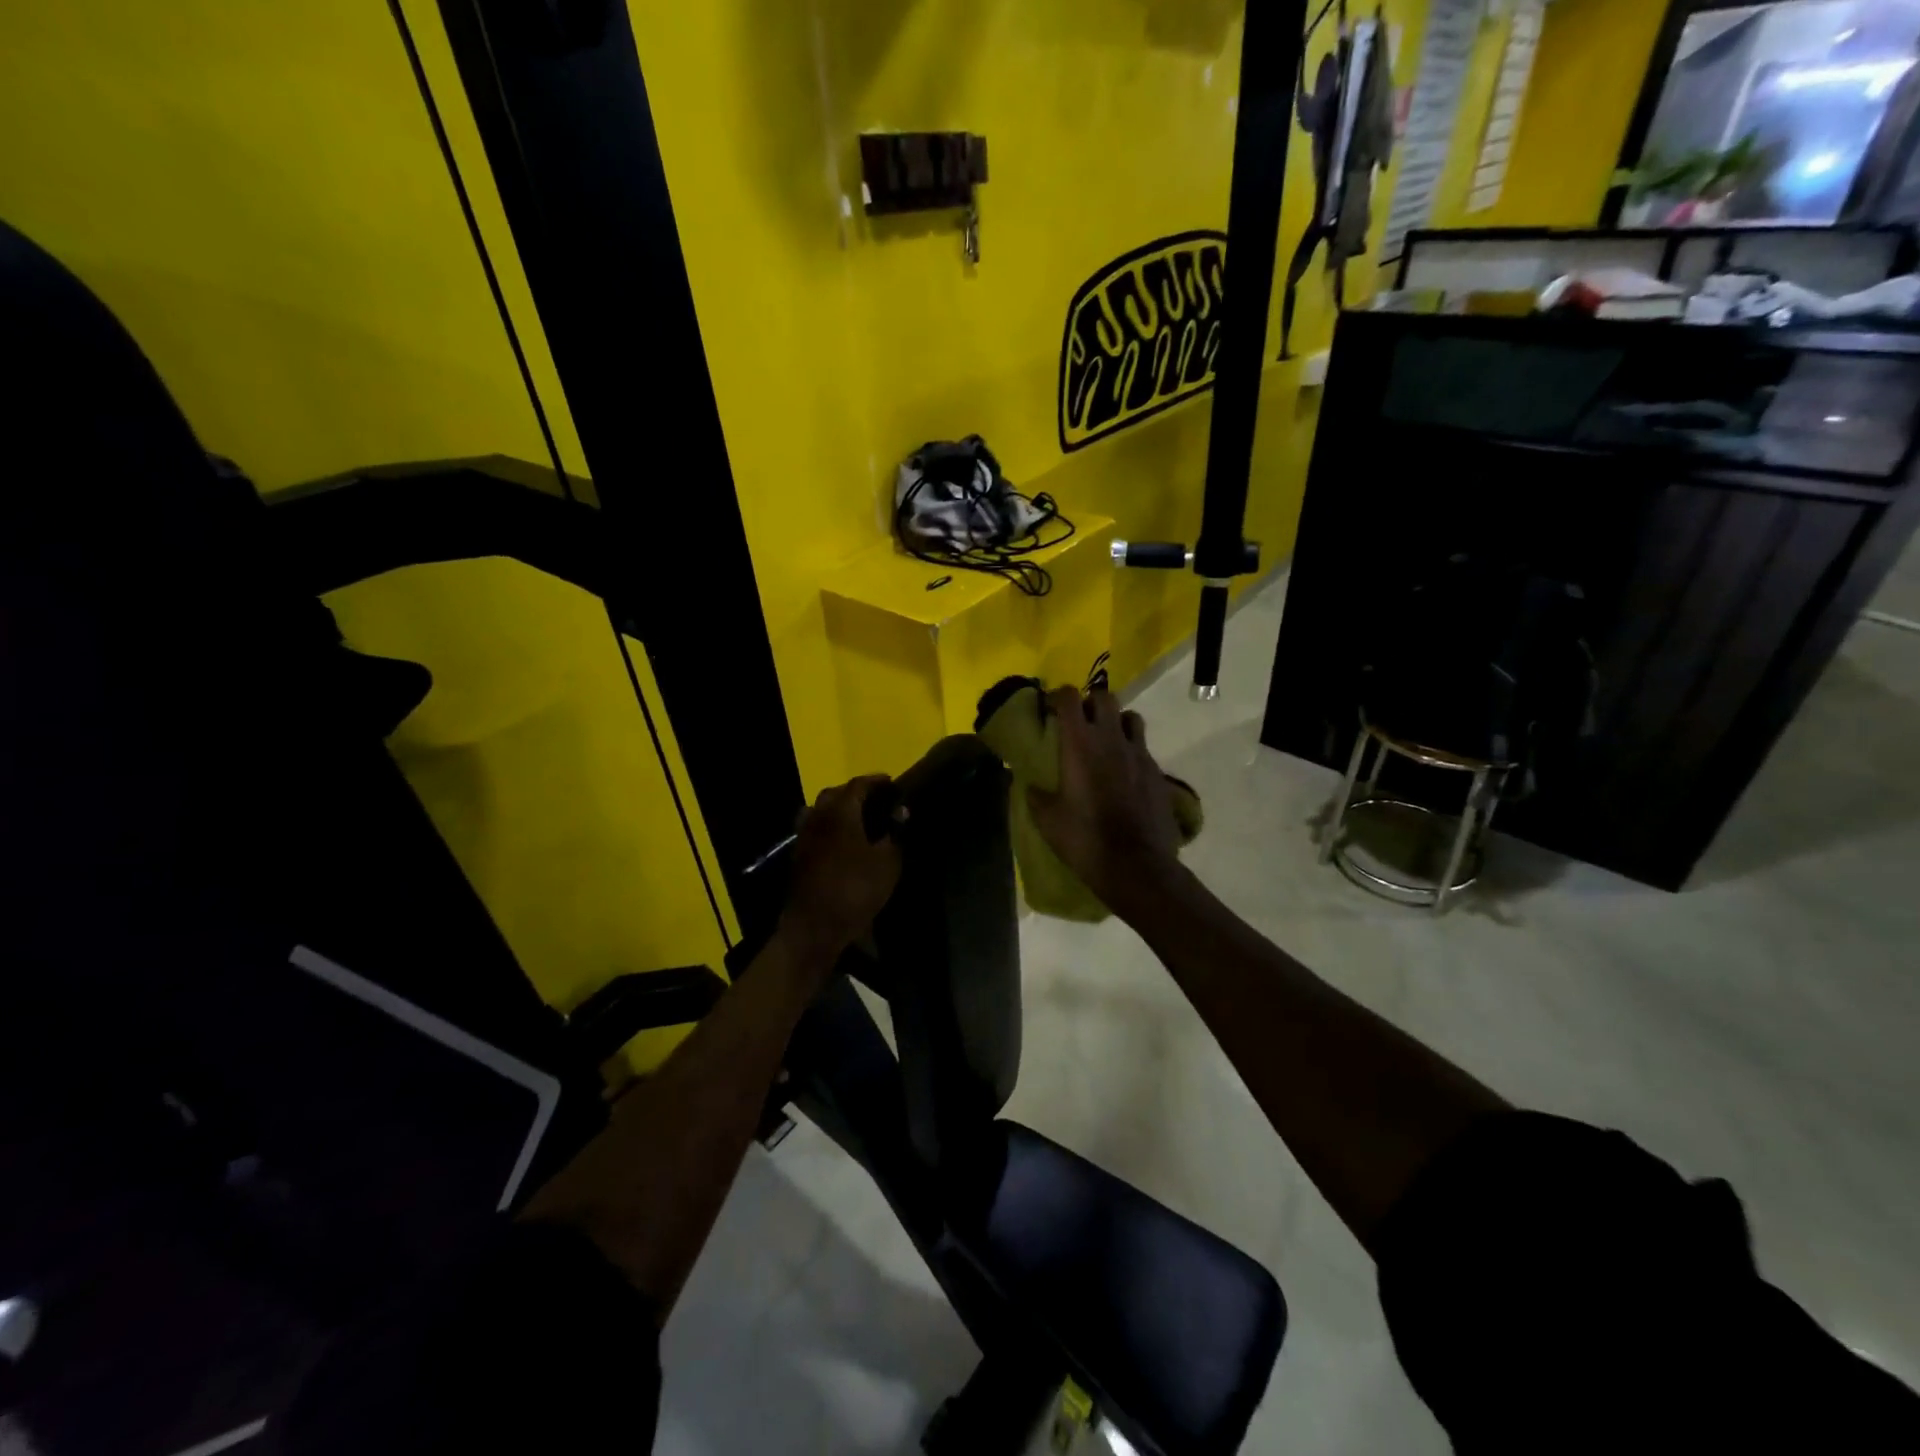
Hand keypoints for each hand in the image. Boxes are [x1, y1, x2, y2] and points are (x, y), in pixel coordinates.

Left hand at [778, 775, 903, 959]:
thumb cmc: (855, 891)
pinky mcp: (797, 856)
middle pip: (834, 793)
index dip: (875, 781)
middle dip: (854, 792)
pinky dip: (827, 825)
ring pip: (818, 809)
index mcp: (841, 813)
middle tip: (874, 799)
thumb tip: (900, 811)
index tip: (890, 782)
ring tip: (855, 817)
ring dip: (836, 807)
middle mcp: (818, 817)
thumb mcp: (887, 864)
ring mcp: (804, 836)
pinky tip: (840, 839)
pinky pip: (813, 828)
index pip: (857, 785)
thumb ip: (895, 834)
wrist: (813, 927)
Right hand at [1027, 687, 1180, 915]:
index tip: (1049, 708)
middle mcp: (1111, 739)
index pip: (1070, 697)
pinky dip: (1131, 750)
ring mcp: (1139, 753)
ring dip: (1116, 722)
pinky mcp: (1157, 772)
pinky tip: (1124, 772)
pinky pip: (1143, 748)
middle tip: (1079, 722)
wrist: (1137, 865)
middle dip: (1090, 703)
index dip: (1058, 696)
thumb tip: (1029, 785)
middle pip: (1104, 697)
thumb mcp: (1048, 820)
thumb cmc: (1085, 839)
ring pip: (1131, 718)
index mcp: (1080, 743)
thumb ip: (1036, 796)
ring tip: (1106, 741)